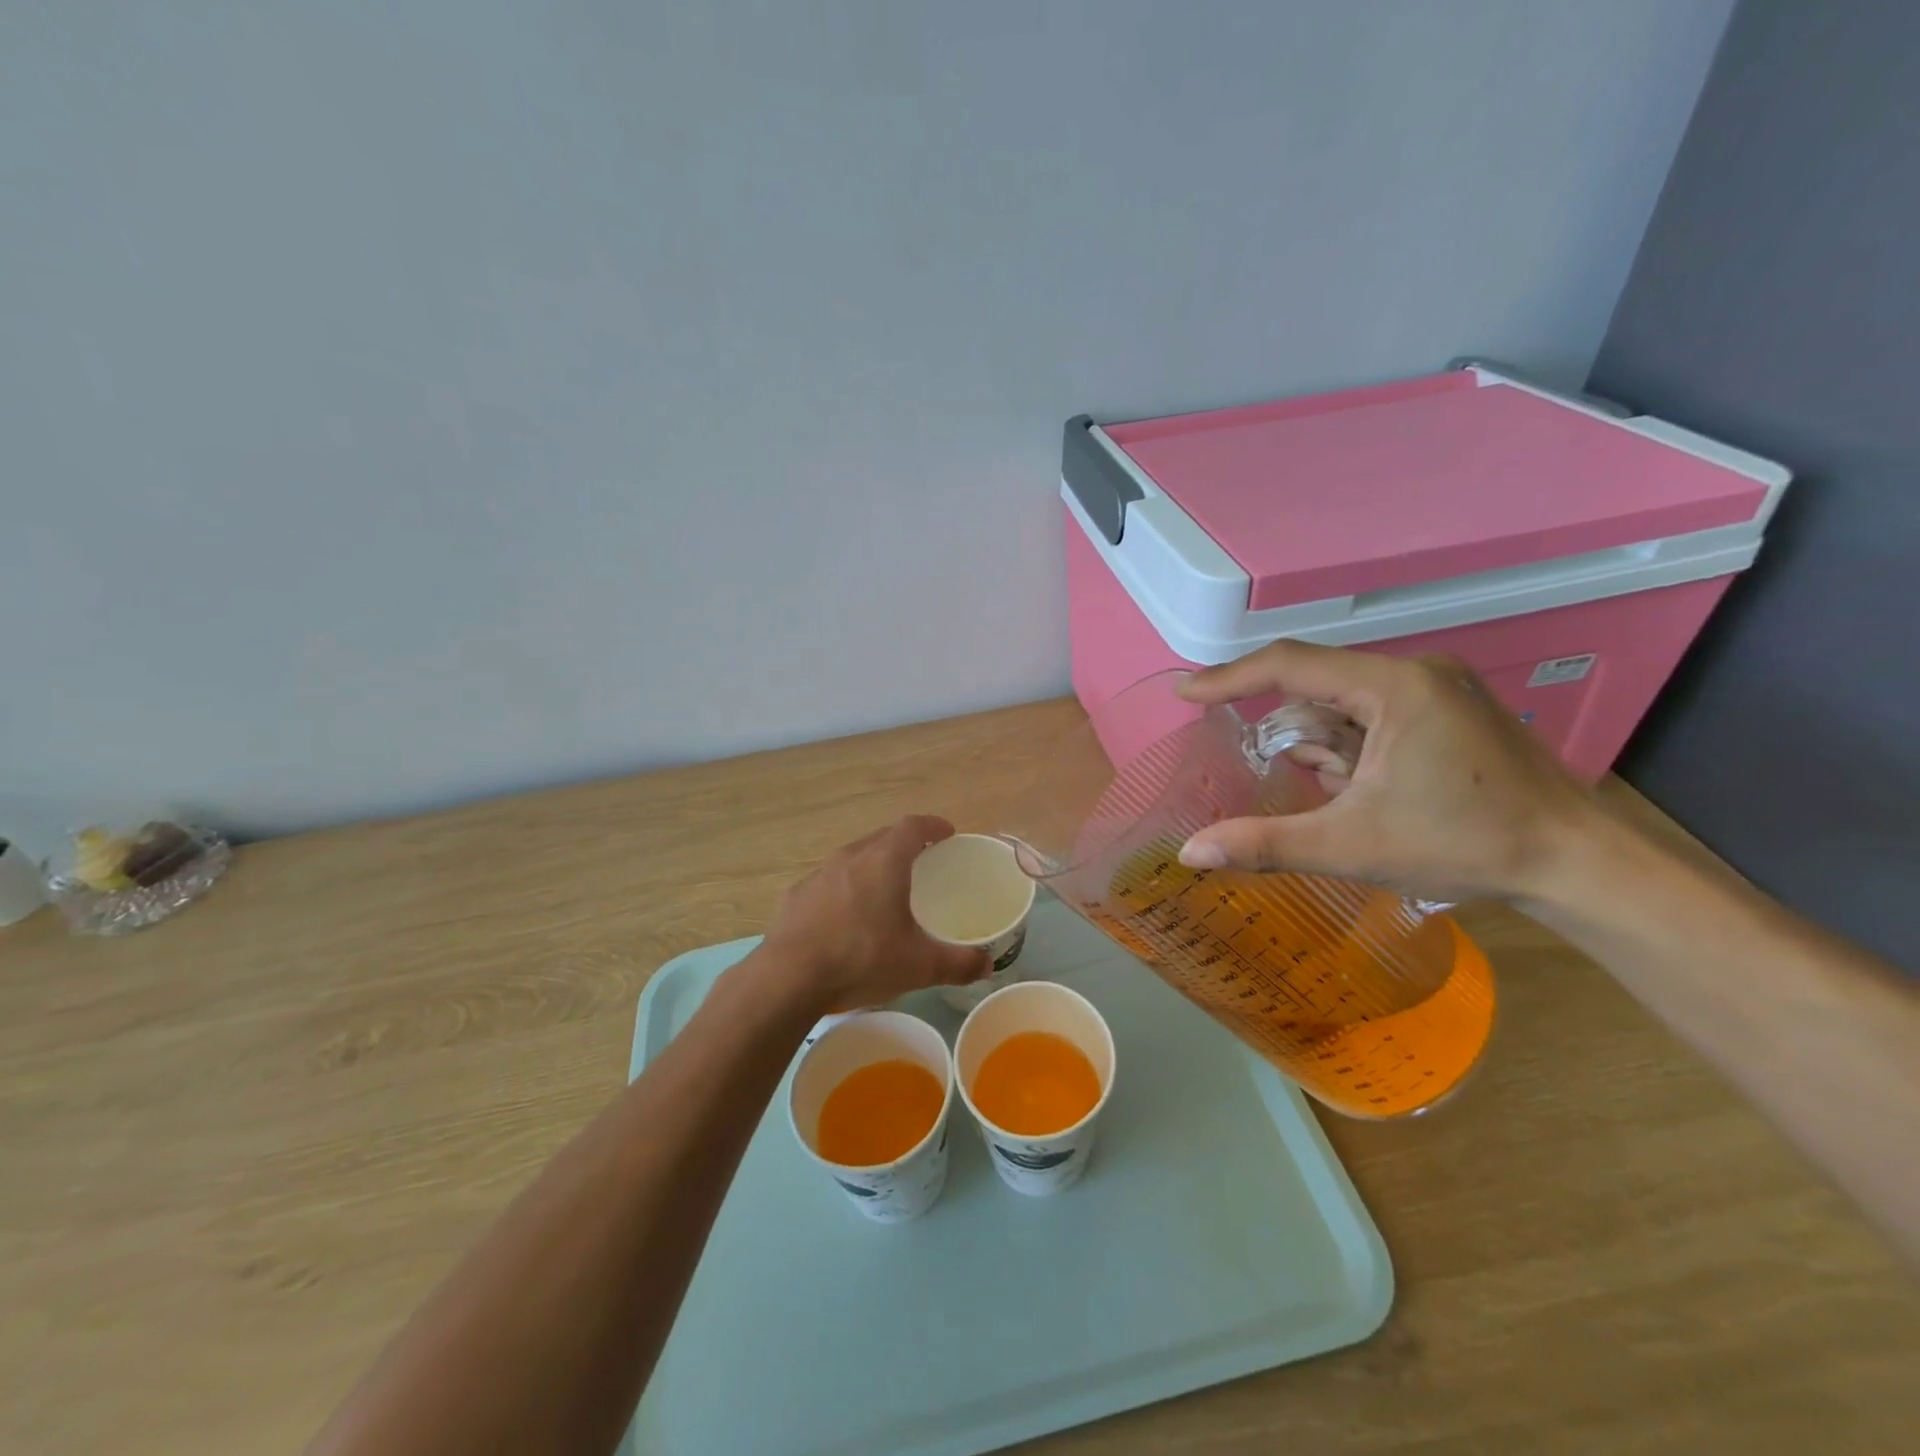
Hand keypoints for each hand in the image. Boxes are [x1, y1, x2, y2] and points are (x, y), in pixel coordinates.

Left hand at [759, 816, 991, 1011]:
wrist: (787, 978)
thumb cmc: (861, 959)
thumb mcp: (918, 966)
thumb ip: (958, 963)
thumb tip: (988, 964)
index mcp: (884, 861)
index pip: (912, 826)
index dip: (932, 826)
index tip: (947, 833)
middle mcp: (850, 857)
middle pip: (882, 837)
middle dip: (904, 843)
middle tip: (922, 861)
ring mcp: (819, 875)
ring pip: (853, 858)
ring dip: (872, 865)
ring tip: (885, 889)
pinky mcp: (796, 897)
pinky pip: (829, 882)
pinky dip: (846, 889)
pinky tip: (847, 917)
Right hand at [1176, 641, 1600, 902]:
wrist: (1579, 865)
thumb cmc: (1465, 845)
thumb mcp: (1351, 846)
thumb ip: (1264, 844)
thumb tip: (1189, 854)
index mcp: (1394, 686)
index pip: (1290, 664)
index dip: (1229, 678)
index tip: (1184, 693)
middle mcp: (1416, 672)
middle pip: (1318, 685)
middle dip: (1287, 729)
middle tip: (1255, 762)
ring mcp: (1438, 689)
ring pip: (1346, 704)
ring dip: (1322, 744)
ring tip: (1336, 795)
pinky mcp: (1450, 711)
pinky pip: (1374, 716)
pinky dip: (1350, 747)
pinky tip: (1361, 788)